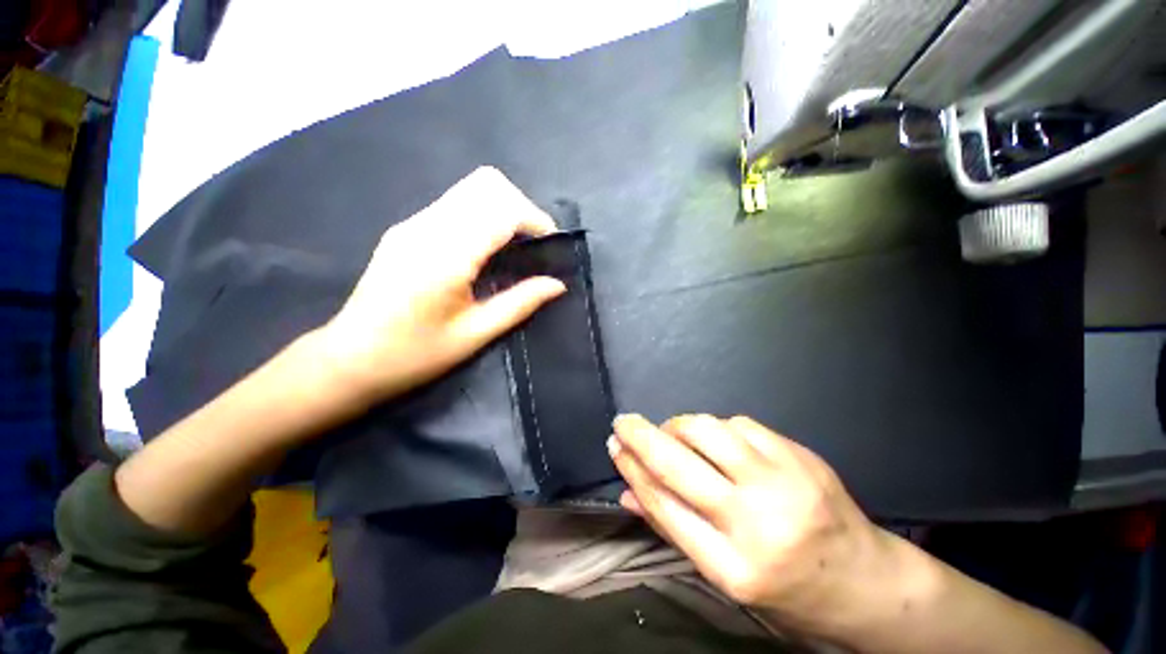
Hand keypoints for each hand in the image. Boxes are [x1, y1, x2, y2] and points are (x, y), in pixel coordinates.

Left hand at [318, 166, 565, 403]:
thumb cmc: (414, 354)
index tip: (551, 244)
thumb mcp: (475, 334)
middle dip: (521, 207)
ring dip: (503, 209)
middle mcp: (427, 227)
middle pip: (486, 184)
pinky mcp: (407, 228)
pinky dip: (483, 214)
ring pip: (471, 188)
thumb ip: (520, 303)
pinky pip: (456, 203)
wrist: (349, 359)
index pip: (501, 208)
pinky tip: (486, 249)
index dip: (534, 219)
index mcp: (446, 255)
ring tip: (515, 246)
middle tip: (533, 245)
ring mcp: (413, 223)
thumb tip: (557, 284)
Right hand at [610, 414, 896, 631]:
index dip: (632, 470)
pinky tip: (715, 438)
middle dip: (641, 436)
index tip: (614, 447)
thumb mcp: (726, 577)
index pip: (664, 505)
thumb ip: (673, 529)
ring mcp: (783, 483)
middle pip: (679, 465)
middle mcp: (757, 522)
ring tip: (670, 431)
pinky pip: (741, 424)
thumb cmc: (787, 592)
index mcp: (733, 568)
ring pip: (709, 431)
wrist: (867, 584)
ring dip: (678, 425)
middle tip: (622, 422)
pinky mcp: (800, 456)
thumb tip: (627, 494)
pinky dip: (716, 427)